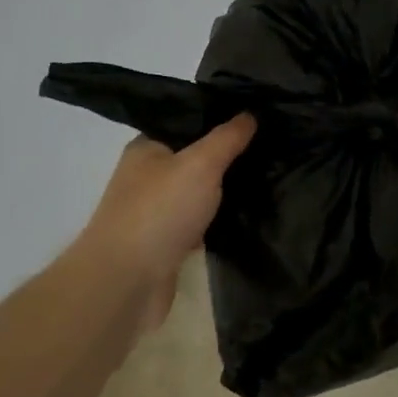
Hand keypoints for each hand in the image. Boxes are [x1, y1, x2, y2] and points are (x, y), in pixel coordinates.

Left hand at [74, 115, 256, 332]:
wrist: (127, 282)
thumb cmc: (159, 211)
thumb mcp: (200, 164)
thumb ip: (226, 139)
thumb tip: (249, 114)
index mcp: (146, 148)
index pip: (186, 124)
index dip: (219, 120)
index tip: (258, 119)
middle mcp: (147, 177)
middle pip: (194, 160)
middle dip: (227, 159)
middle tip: (270, 151)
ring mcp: (155, 213)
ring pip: (197, 195)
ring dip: (223, 193)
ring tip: (267, 181)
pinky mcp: (165, 245)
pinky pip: (197, 225)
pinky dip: (216, 223)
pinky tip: (247, 219)